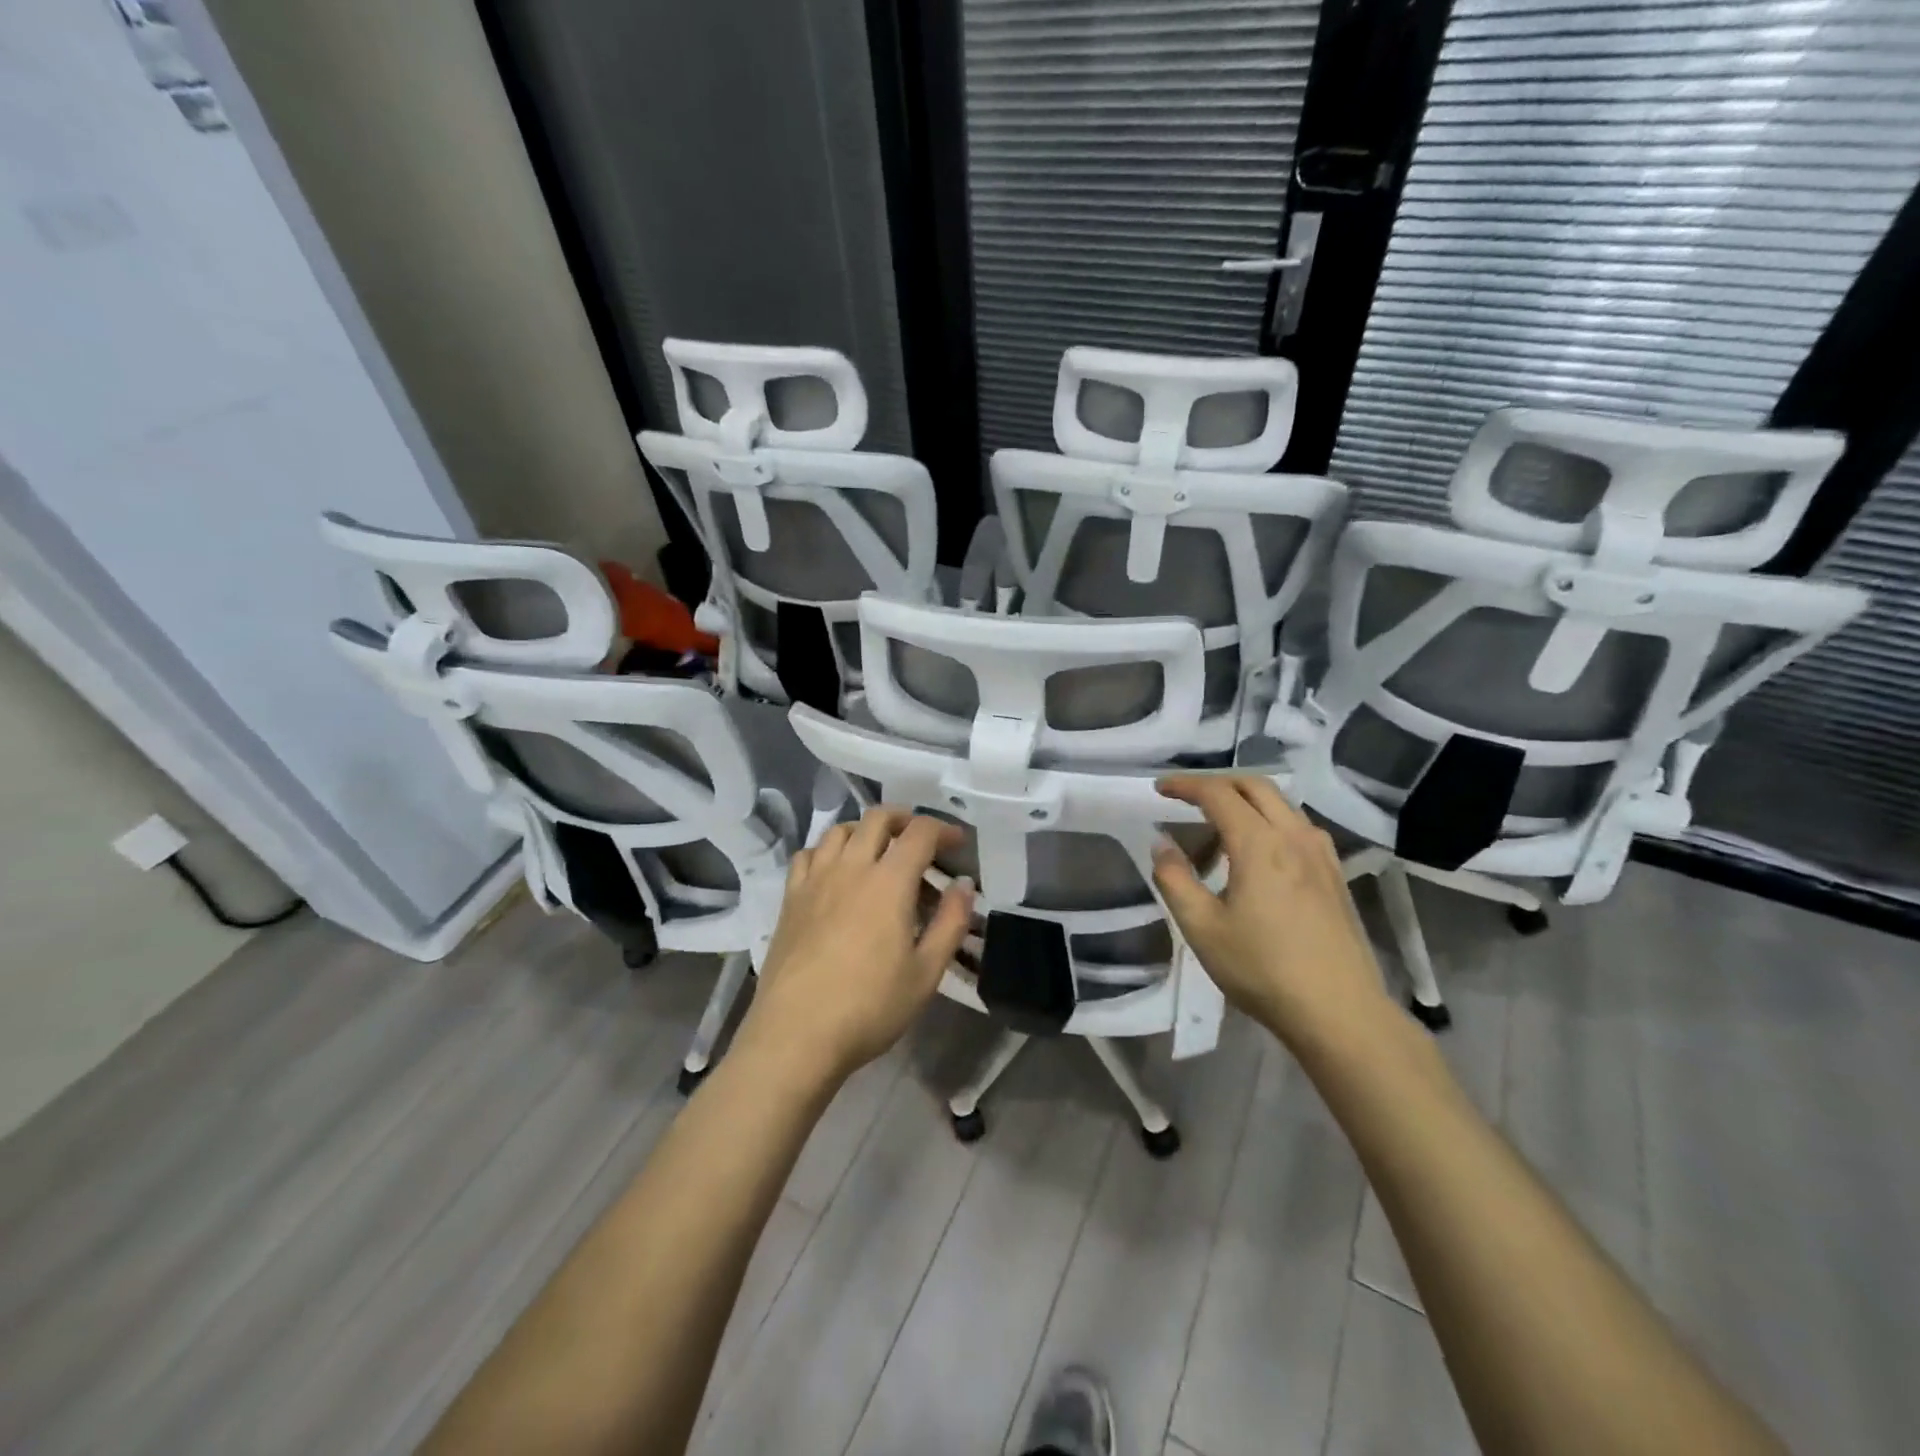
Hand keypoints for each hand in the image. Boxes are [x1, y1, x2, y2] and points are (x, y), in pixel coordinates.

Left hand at [739, 806, 974, 1085]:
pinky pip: (808, 854)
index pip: (920, 832)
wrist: (796, 1034)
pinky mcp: (790, 898)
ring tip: (879, 854)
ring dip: (866, 831)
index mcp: (889, 881)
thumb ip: (951, 922)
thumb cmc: (870, 1007)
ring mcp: (815, 880)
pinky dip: (828, 851)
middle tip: (921, 842)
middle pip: (878, 818)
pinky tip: (835, 873)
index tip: (958, 844)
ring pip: (840, 830)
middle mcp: (850, 867)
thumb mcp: (926, 972)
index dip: (944, 829)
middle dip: (905, 820)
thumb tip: (963, 885)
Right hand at [1152, 774, 1394, 1049]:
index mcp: (1259, 844)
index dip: (1185, 785)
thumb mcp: (1202, 928)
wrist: (1340, 1012)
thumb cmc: (1263, 970)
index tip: (1160, 789)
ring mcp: (1321, 854)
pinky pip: (1298, 826)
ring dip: (1245, 802)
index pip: (1218, 794)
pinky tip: (1259, 854)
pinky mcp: (1335, 874)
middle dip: (1217, 783)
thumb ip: (1175, 879)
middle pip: (1255, 786)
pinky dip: (1270, 821)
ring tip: (1218, 831)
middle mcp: (1294, 836)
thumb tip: (1161, 843)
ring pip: (1281, 804)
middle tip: (1187, 799)